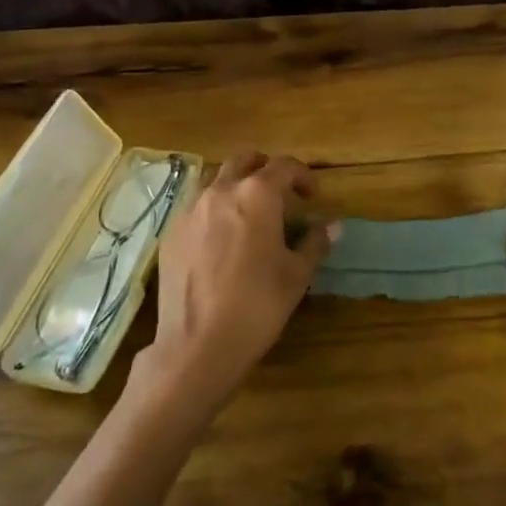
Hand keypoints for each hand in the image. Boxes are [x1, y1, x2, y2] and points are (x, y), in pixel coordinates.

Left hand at [134, 152, 336, 416]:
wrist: (198, 344)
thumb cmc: (257, 305)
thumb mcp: (296, 275)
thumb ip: (314, 243)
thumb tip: (333, 225)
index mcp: (257, 194)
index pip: (284, 166)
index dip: (303, 176)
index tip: (313, 195)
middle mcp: (221, 190)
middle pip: (244, 161)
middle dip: (265, 169)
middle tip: (280, 192)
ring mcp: (191, 209)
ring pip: (216, 179)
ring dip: (236, 185)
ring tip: (249, 212)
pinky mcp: (172, 231)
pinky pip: (196, 206)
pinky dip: (213, 210)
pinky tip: (220, 238)